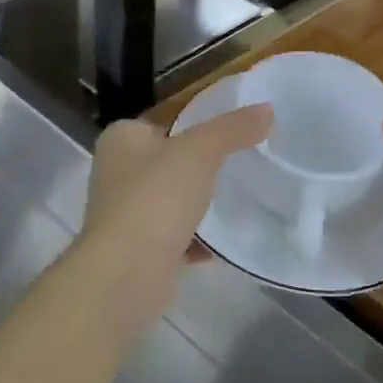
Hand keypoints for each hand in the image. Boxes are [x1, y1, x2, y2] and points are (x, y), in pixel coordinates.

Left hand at [77, 105, 272, 328]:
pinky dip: (196, 240)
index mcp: (120, 139)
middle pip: (167, 161)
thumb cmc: (155, 198)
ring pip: (170, 200)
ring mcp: (124, 213)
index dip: (194, 123)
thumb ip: (232, 129)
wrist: (127, 273)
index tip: (231, 131)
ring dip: (198, 204)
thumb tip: (267, 109)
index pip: (162, 120)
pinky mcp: (137, 249)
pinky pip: (174, 237)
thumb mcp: (200, 152)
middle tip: (241, 164)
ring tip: (239, 199)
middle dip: (198, 166)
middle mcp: (115, 172)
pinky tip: (225, 243)